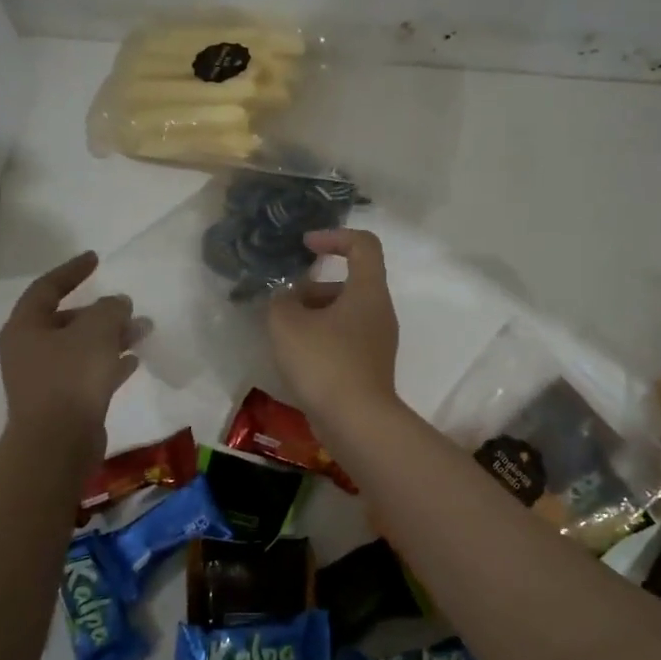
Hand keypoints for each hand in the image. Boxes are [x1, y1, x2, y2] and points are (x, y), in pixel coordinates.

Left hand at [0, 253, 139, 458]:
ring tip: (143, 331)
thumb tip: (117, 303)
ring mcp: (45, 378)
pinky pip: (88, 373)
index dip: (72, 271)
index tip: (95, 259)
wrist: (57, 444)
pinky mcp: (63, 402)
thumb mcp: (95, 332)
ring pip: (82, 347)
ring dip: (111, 337)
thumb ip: (109, 309)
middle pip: (67, 320)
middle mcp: (30, 350)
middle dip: (101, 312)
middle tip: (129, 306)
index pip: (47, 288)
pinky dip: (109, 363)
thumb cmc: (70, 378)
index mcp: (25, 327)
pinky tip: (134, 361)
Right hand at [267, 230, 400, 425]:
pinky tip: (296, 357)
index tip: (305, 247)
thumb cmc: (324, 362)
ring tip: (282, 333)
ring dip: (313, 313)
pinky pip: (344, 338)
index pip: (363, 244)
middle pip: (349, 281)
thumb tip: (284, 300)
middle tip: (284, 303)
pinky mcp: (370, 366)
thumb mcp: (287, 324)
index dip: (334, 237)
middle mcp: (379, 310)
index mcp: (368, 290)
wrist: (356, 422)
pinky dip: (321, 337)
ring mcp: (377, 341)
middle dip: (313, 286)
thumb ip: (280, 301)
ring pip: (344, 312)